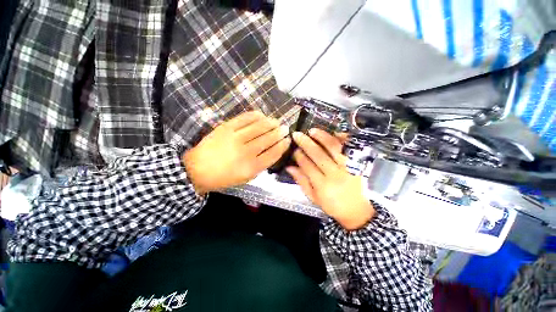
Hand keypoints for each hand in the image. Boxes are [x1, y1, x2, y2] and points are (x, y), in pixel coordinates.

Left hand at [183, 111, 290, 194]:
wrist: (197, 169)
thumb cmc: (223, 177)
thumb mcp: (245, 178)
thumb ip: (261, 165)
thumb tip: (273, 151)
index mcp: (251, 168)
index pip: (273, 154)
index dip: (283, 145)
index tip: (288, 140)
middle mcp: (245, 152)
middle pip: (268, 139)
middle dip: (280, 132)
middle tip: (285, 128)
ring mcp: (235, 138)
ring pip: (259, 127)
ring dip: (271, 123)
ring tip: (277, 121)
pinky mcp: (226, 127)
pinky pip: (245, 118)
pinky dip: (256, 115)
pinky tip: (262, 115)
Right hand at [286, 129, 374, 230]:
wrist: (359, 211)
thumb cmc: (333, 205)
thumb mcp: (314, 198)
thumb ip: (302, 181)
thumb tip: (289, 167)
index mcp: (323, 186)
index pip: (307, 166)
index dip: (299, 156)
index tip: (294, 149)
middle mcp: (335, 175)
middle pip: (318, 155)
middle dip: (306, 143)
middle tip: (297, 135)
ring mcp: (349, 167)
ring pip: (334, 148)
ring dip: (322, 137)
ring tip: (312, 131)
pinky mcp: (359, 163)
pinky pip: (351, 147)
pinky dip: (342, 139)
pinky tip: (334, 134)